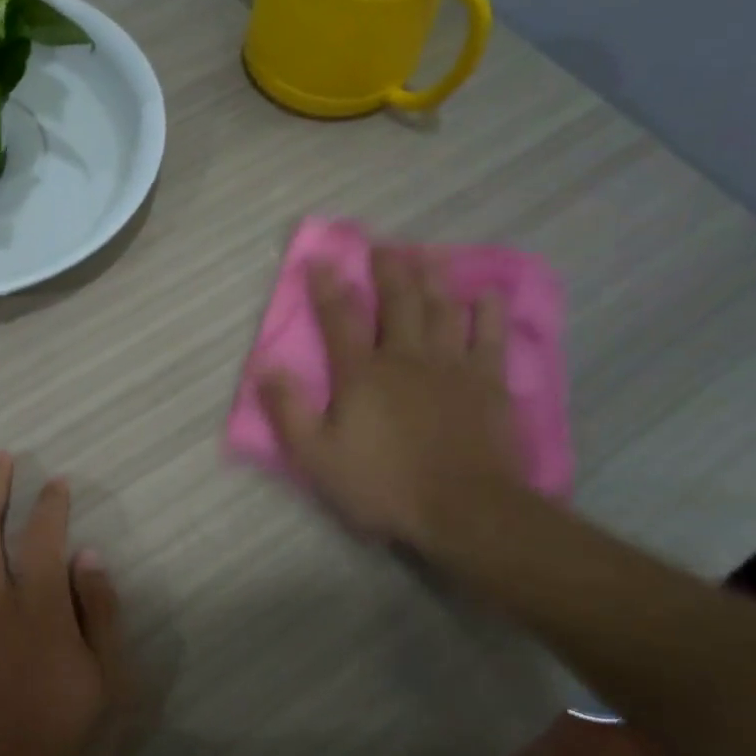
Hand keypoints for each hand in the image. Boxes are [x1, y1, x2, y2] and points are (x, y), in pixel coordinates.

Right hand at [261, 247, 521, 547]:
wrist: (465, 510)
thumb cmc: (383, 485)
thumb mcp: (317, 457)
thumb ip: (289, 411)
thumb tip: (265, 368)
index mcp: (361, 374)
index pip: (339, 319)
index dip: (327, 287)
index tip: (320, 259)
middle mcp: (405, 358)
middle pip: (397, 302)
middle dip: (388, 270)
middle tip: (383, 245)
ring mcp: (451, 367)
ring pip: (442, 310)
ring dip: (433, 280)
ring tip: (428, 255)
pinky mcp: (488, 384)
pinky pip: (489, 338)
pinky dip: (487, 313)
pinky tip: (485, 295)